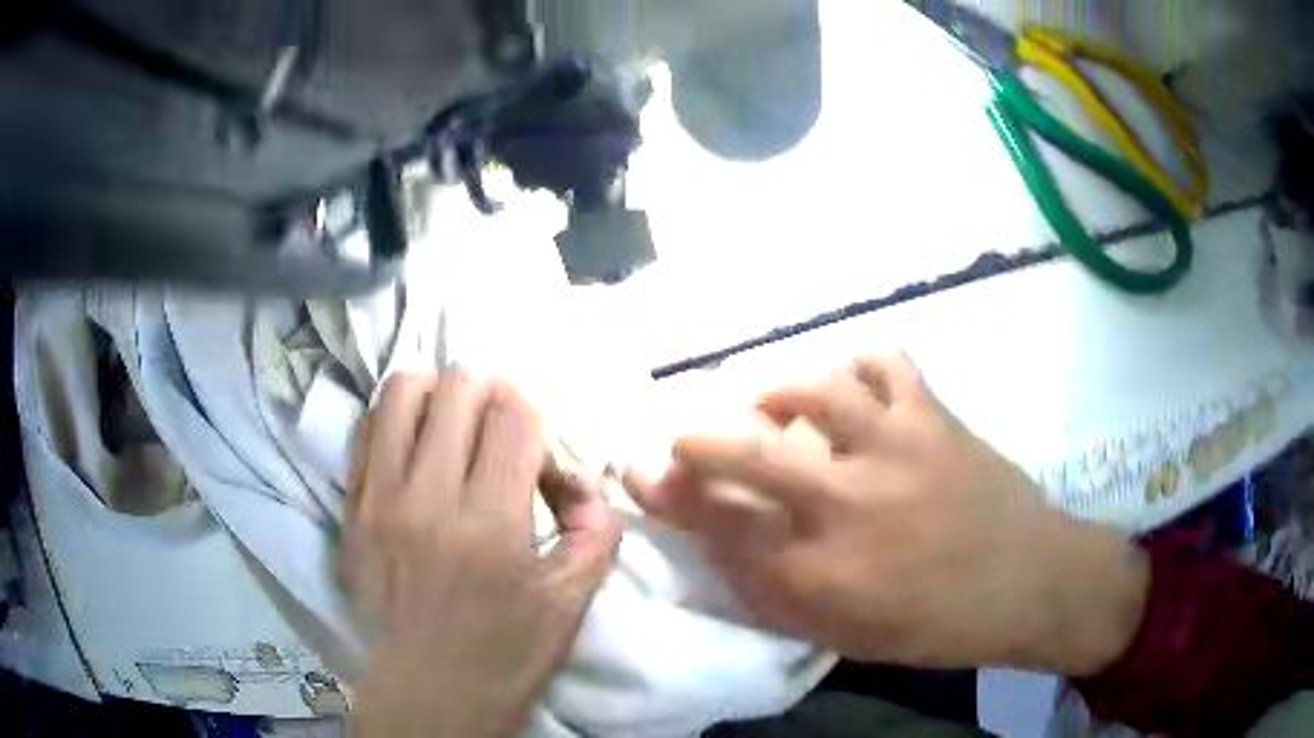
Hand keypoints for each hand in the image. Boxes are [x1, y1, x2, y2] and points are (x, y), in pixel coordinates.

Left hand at [344, 373, 619, 737]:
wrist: (426, 691)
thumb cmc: (503, 654)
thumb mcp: (570, 603)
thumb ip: (596, 530)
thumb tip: (585, 479)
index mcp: (490, 523)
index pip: (514, 414)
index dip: (534, 413)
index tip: (536, 446)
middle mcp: (428, 497)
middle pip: (459, 387)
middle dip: (492, 394)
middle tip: (499, 427)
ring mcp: (378, 498)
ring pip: (403, 391)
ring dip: (438, 393)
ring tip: (451, 423)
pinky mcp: (349, 507)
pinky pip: (365, 428)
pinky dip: (396, 418)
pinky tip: (413, 443)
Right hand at [626, 351, 1147, 674]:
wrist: (1029, 582)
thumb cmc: (933, 625)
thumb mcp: (843, 634)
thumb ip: (775, 591)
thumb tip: (720, 542)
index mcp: (822, 574)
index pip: (720, 525)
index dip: (668, 494)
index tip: (639, 471)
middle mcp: (849, 505)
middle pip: (746, 451)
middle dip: (696, 438)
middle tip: (683, 436)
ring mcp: (896, 449)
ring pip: (814, 389)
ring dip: (776, 392)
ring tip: (770, 404)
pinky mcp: (933, 416)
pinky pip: (884, 361)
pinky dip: (857, 364)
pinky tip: (851, 385)